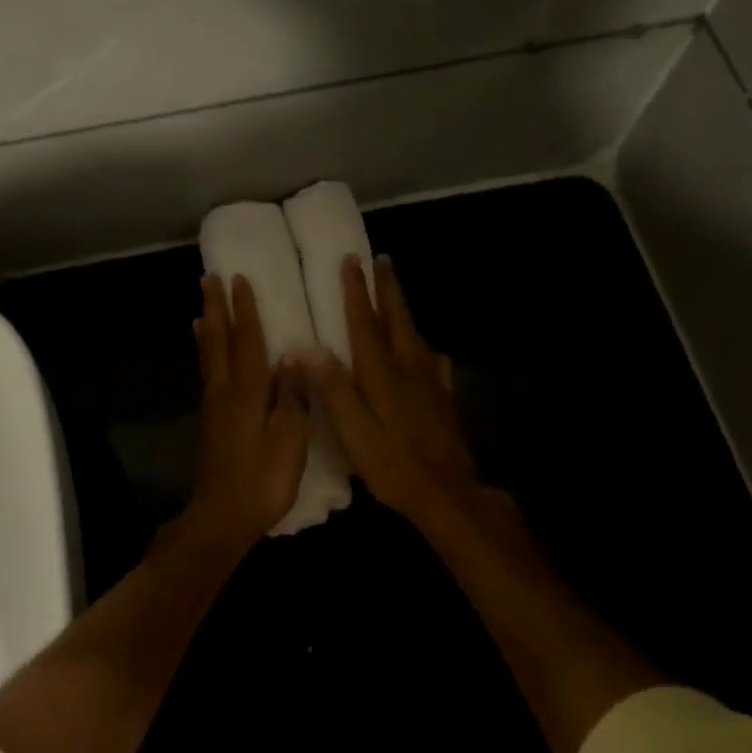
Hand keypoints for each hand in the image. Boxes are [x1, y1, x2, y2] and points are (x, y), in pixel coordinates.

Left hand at [176, 273, 309, 550]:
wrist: (221, 519)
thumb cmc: (262, 482)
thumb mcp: (289, 442)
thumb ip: (291, 397)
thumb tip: (292, 355)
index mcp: (247, 393)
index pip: (247, 341)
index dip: (245, 310)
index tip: (240, 279)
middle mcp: (225, 392)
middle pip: (219, 342)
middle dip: (216, 309)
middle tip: (209, 279)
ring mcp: (215, 407)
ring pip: (209, 356)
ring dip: (208, 328)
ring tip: (203, 307)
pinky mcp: (212, 422)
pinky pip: (209, 373)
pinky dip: (207, 353)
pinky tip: (208, 354)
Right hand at [294, 255, 491, 530]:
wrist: (446, 493)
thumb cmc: (391, 464)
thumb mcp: (352, 430)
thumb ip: (331, 388)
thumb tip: (305, 348)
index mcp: (381, 372)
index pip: (364, 322)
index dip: (356, 290)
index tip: (350, 260)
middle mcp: (407, 367)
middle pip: (396, 318)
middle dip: (386, 288)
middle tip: (381, 259)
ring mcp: (430, 382)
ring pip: (414, 334)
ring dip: (402, 309)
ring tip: (396, 293)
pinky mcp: (443, 399)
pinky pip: (433, 362)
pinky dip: (425, 348)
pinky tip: (428, 352)